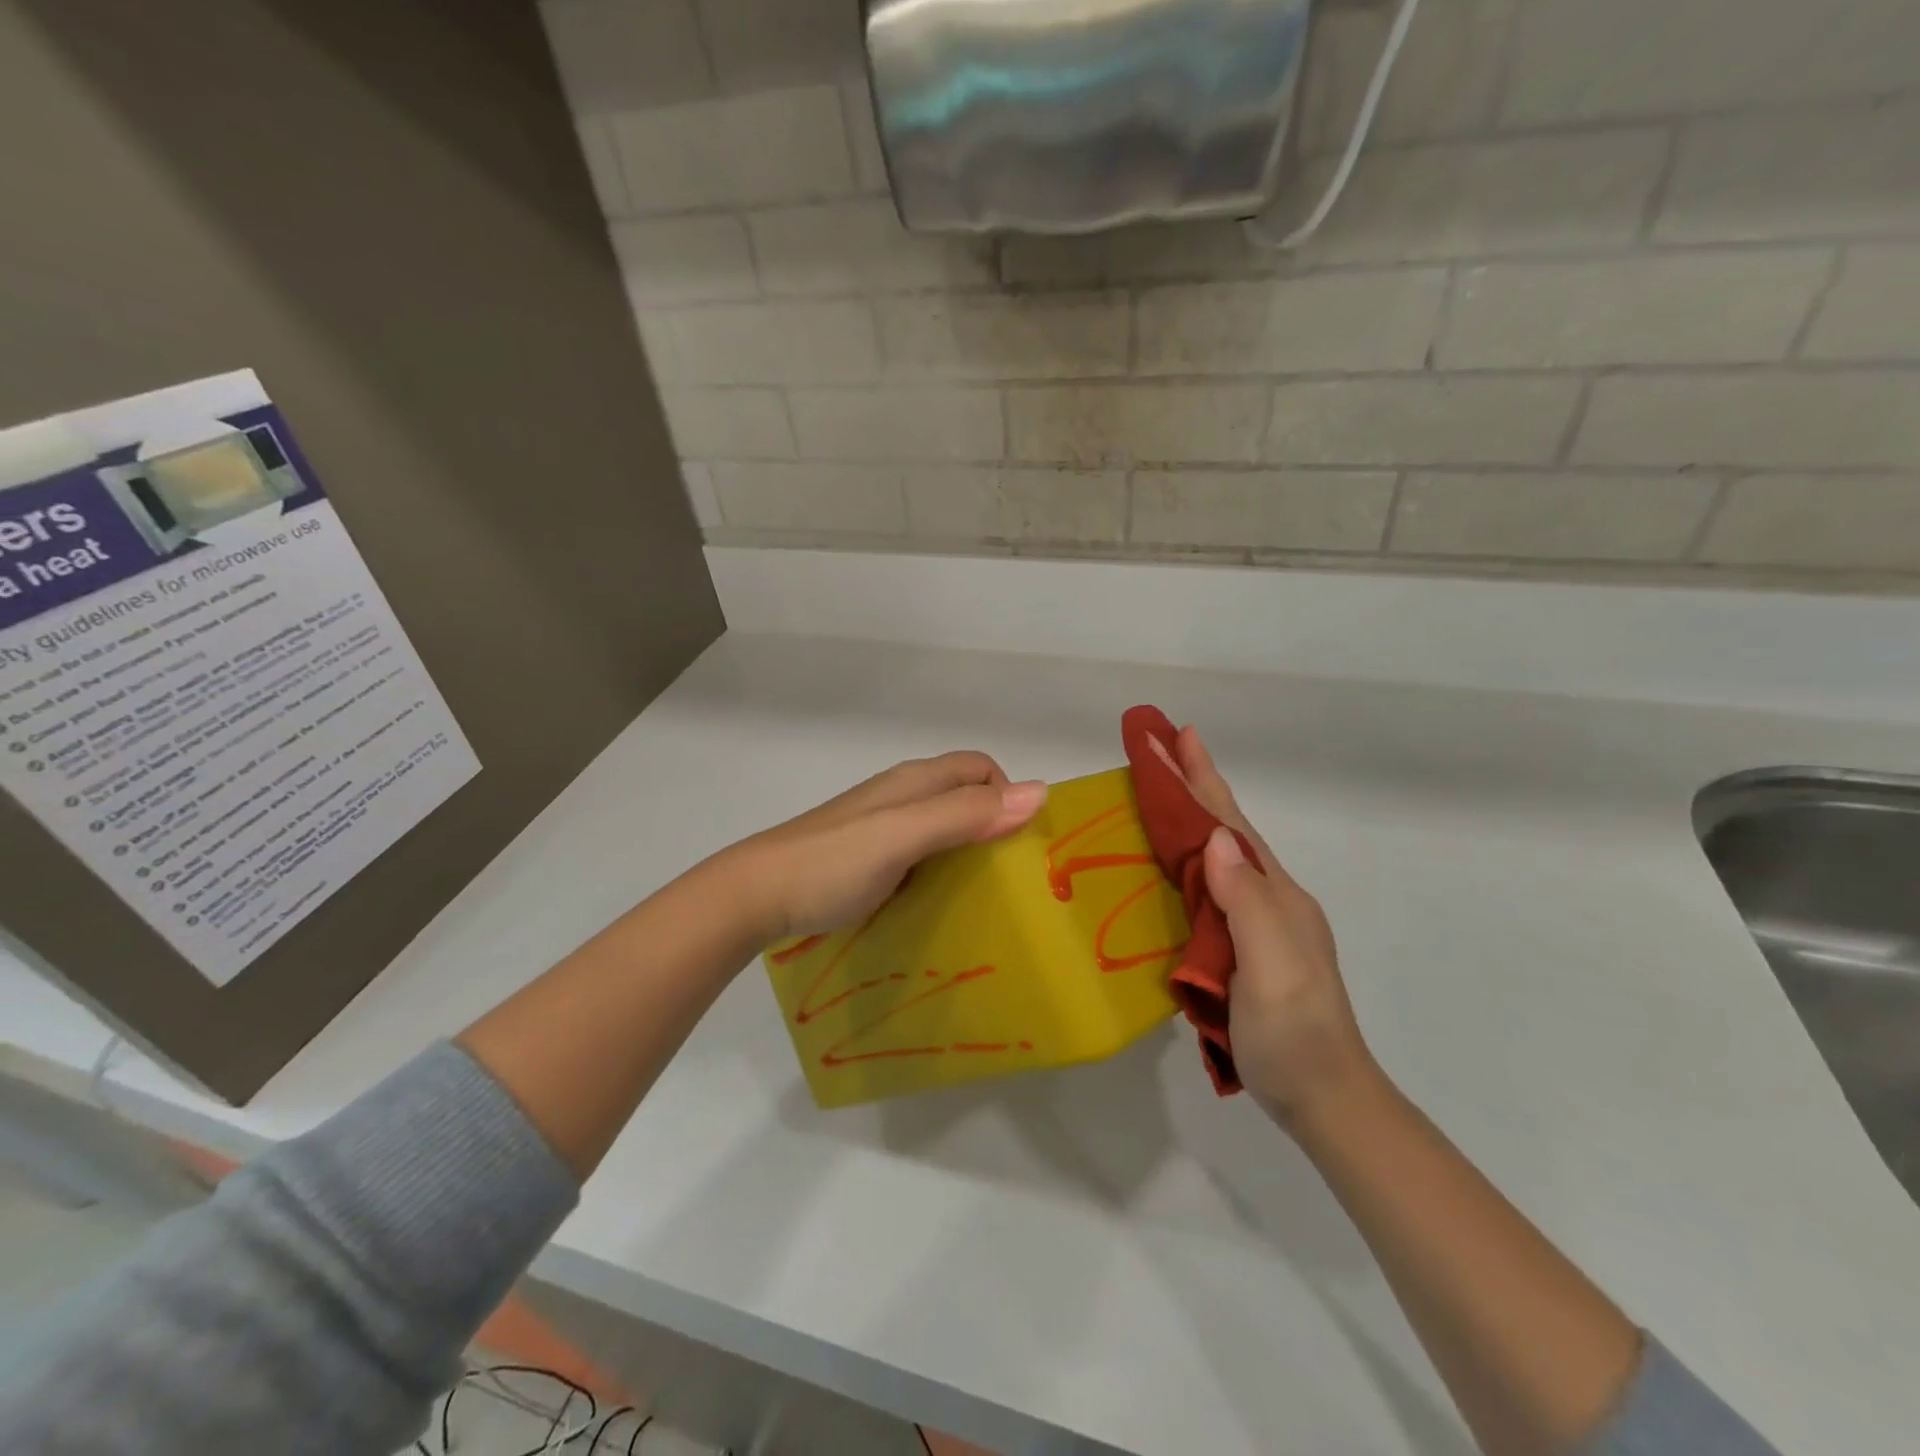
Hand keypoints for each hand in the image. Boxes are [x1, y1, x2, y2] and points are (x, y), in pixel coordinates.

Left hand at [734, 751, 1047, 942]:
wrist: (757, 894)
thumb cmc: (833, 862)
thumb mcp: (904, 836)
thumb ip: (965, 815)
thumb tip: (1040, 792)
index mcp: (915, 781)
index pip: (980, 768)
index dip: (1008, 795)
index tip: (1021, 844)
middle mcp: (902, 794)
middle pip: (964, 794)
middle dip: (993, 820)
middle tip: (1010, 872)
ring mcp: (882, 825)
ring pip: (942, 822)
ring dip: (969, 845)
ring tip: (983, 890)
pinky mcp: (868, 854)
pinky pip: (921, 849)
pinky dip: (941, 864)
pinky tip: (938, 896)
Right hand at [1170, 726, 1380, 1127]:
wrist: (1324, 1098)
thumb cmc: (1293, 1032)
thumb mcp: (1271, 967)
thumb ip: (1246, 902)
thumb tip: (1217, 839)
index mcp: (1275, 895)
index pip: (1229, 825)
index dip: (1201, 779)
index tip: (1176, 734)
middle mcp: (1269, 898)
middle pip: (1226, 830)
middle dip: (1195, 784)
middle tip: (1162, 744)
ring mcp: (1259, 923)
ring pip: (1219, 855)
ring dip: (1192, 816)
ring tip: (1165, 787)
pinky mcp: (1243, 947)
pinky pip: (1210, 887)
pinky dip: (1189, 859)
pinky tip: (1176, 862)